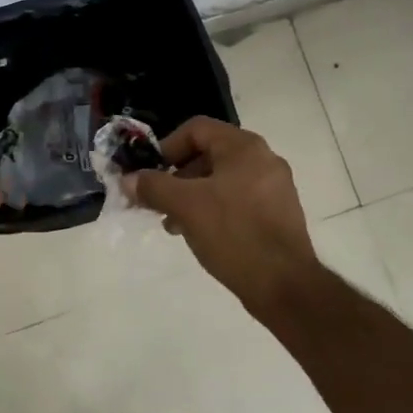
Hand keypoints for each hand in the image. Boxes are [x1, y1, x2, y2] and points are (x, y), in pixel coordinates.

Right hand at [123, 117, 319, 314]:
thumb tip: (129, 180)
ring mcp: (274, 188)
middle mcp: (263, 159)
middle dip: (176, 176)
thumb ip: (153, 187)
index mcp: (244, 147)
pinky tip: (199, 234)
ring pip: (221, 180)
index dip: (167, 147)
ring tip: (173, 224)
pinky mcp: (277, 214)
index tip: (149, 174)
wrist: (283, 283)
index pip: (196, 129)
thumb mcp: (185, 206)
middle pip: (208, 154)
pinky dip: (213, 209)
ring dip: (191, 196)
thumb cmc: (233, 233)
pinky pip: (237, 200)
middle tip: (156, 202)